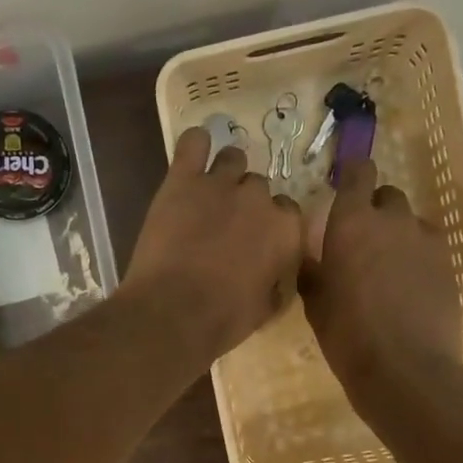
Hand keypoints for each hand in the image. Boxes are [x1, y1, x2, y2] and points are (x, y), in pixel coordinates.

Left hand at [124, 127, 304, 361]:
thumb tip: (279, 272)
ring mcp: (220, 184)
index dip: (271, 223)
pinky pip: (193, 143)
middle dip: (246, 203)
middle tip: (227, 225)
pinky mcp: (182, 180)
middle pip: (258, 187)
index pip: (288, 211)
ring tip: (210, 193)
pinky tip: (194, 152)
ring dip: (226, 173)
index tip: (257, 238)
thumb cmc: (225, 319)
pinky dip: (196, 144)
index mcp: (286, 230)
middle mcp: (259, 199)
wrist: (174, 313)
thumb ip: (279, 280)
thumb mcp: (267, 308)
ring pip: (233, 159)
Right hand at [300, 160, 461, 405]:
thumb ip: (314, 271)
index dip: (354, 172)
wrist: (404, 368)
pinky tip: (412, 286)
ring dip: (399, 234)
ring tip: (390, 268)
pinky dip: (419, 256)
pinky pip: (430, 246)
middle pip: (387, 196)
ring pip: (411, 222)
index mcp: (350, 223)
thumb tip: (313, 258)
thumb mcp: (316, 304)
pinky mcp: (449, 262)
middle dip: (375, 211)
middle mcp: (391, 220)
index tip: (347, 183)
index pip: (358, 173)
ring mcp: (425, 240)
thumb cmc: (348, 336)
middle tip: (363, 242)